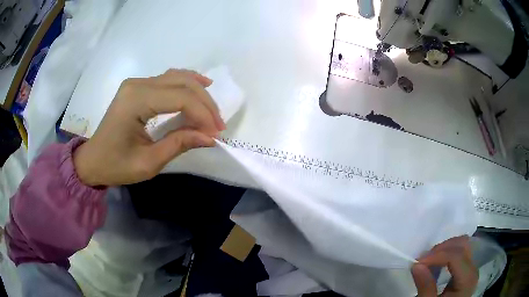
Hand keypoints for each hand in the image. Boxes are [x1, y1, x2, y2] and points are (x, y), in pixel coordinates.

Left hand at [74, 69, 225, 185]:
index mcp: (136, 101)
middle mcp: (137, 84)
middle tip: (218, 125)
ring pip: (177, 77)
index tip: (215, 134)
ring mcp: (136, 83)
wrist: (93, 160)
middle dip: (205, 103)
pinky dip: (186, 84)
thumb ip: (178, 145)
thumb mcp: (148, 163)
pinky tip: (200, 86)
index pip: (180, 98)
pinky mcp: (137, 87)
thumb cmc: (115, 165)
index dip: (202, 115)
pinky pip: (168, 79)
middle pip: (182, 83)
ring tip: (213, 110)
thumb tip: (209, 137)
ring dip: (199, 91)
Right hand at [412, 236, 478, 296]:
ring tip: (428, 261)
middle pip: (462, 245)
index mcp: (467, 279)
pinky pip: (460, 252)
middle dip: (441, 249)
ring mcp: (471, 267)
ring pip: (462, 245)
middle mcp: (473, 268)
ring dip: (444, 249)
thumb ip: (425, 287)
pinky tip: (437, 263)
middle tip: (423, 260)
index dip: (437, 256)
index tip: (417, 262)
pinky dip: (447, 253)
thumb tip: (416, 265)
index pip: (456, 256)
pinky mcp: (467, 268)